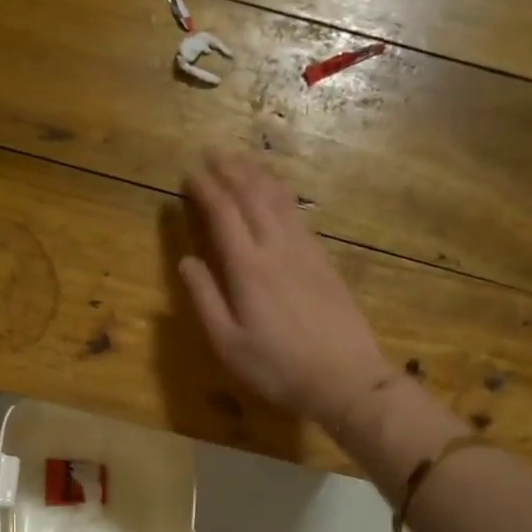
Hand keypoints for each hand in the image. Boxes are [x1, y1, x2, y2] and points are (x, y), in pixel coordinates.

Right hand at [180, 151, 394, 424]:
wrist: (345, 378)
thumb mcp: (228, 343)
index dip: (206, 190)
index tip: (190, 173)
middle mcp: (277, 248)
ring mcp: (306, 252)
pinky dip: (283, 195)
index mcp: (247, 268)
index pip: (223, 215)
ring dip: (258, 175)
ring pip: (279, 200)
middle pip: (252, 197)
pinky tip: (278, 194)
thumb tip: (186, 260)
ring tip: (243, 160)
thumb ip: (204, 299)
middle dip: (231, 171)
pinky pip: (299, 215)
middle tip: (214, 152)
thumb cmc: (278, 368)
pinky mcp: (324, 261)